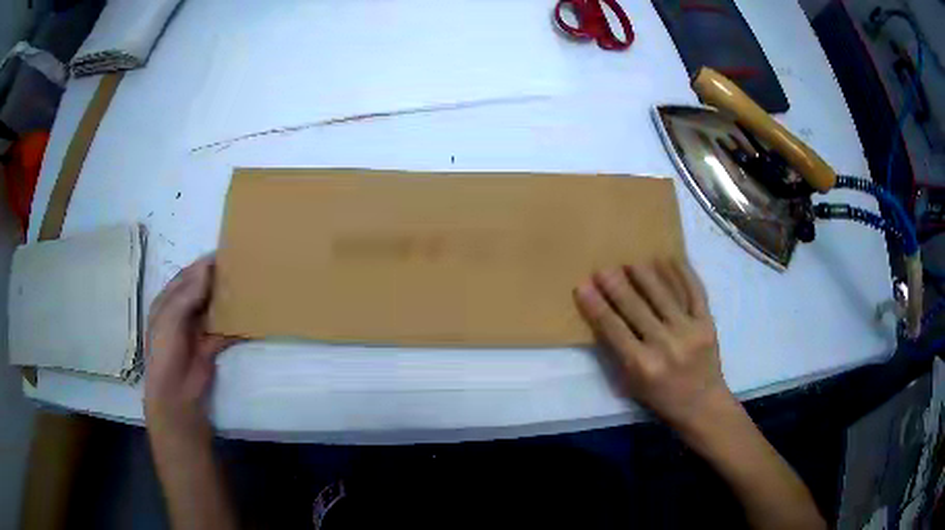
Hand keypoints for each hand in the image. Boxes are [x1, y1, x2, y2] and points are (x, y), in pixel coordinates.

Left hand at [144, 255, 236, 441]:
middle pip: (202, 289)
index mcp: (168, 300)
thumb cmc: (165, 350)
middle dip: (218, 278)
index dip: (204, 264)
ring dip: (228, 298)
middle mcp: (183, 310)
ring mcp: (198, 327)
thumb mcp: (169, 317)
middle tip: (242, 266)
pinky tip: (250, 313)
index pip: (187, 275)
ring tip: (249, 284)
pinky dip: (236, 322)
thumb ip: (187, 293)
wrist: (175, 392)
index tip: (227, 252)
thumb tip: (207, 266)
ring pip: (215, 307)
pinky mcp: (212, 344)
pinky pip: (226, 328)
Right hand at [574, 259, 729, 428]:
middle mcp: (665, 345)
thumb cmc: (662, 399)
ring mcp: (689, 331)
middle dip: (616, 285)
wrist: (703, 405)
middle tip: (603, 269)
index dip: (596, 306)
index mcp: (642, 365)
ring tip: (631, 262)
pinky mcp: (707, 323)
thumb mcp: (632, 385)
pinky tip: (669, 259)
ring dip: (645, 275)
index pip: (613, 329)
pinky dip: (682, 274)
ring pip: (663, 295)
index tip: (582, 286)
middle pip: (635, 307)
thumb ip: (619, 353)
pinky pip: (694, 292)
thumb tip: (603, 317)